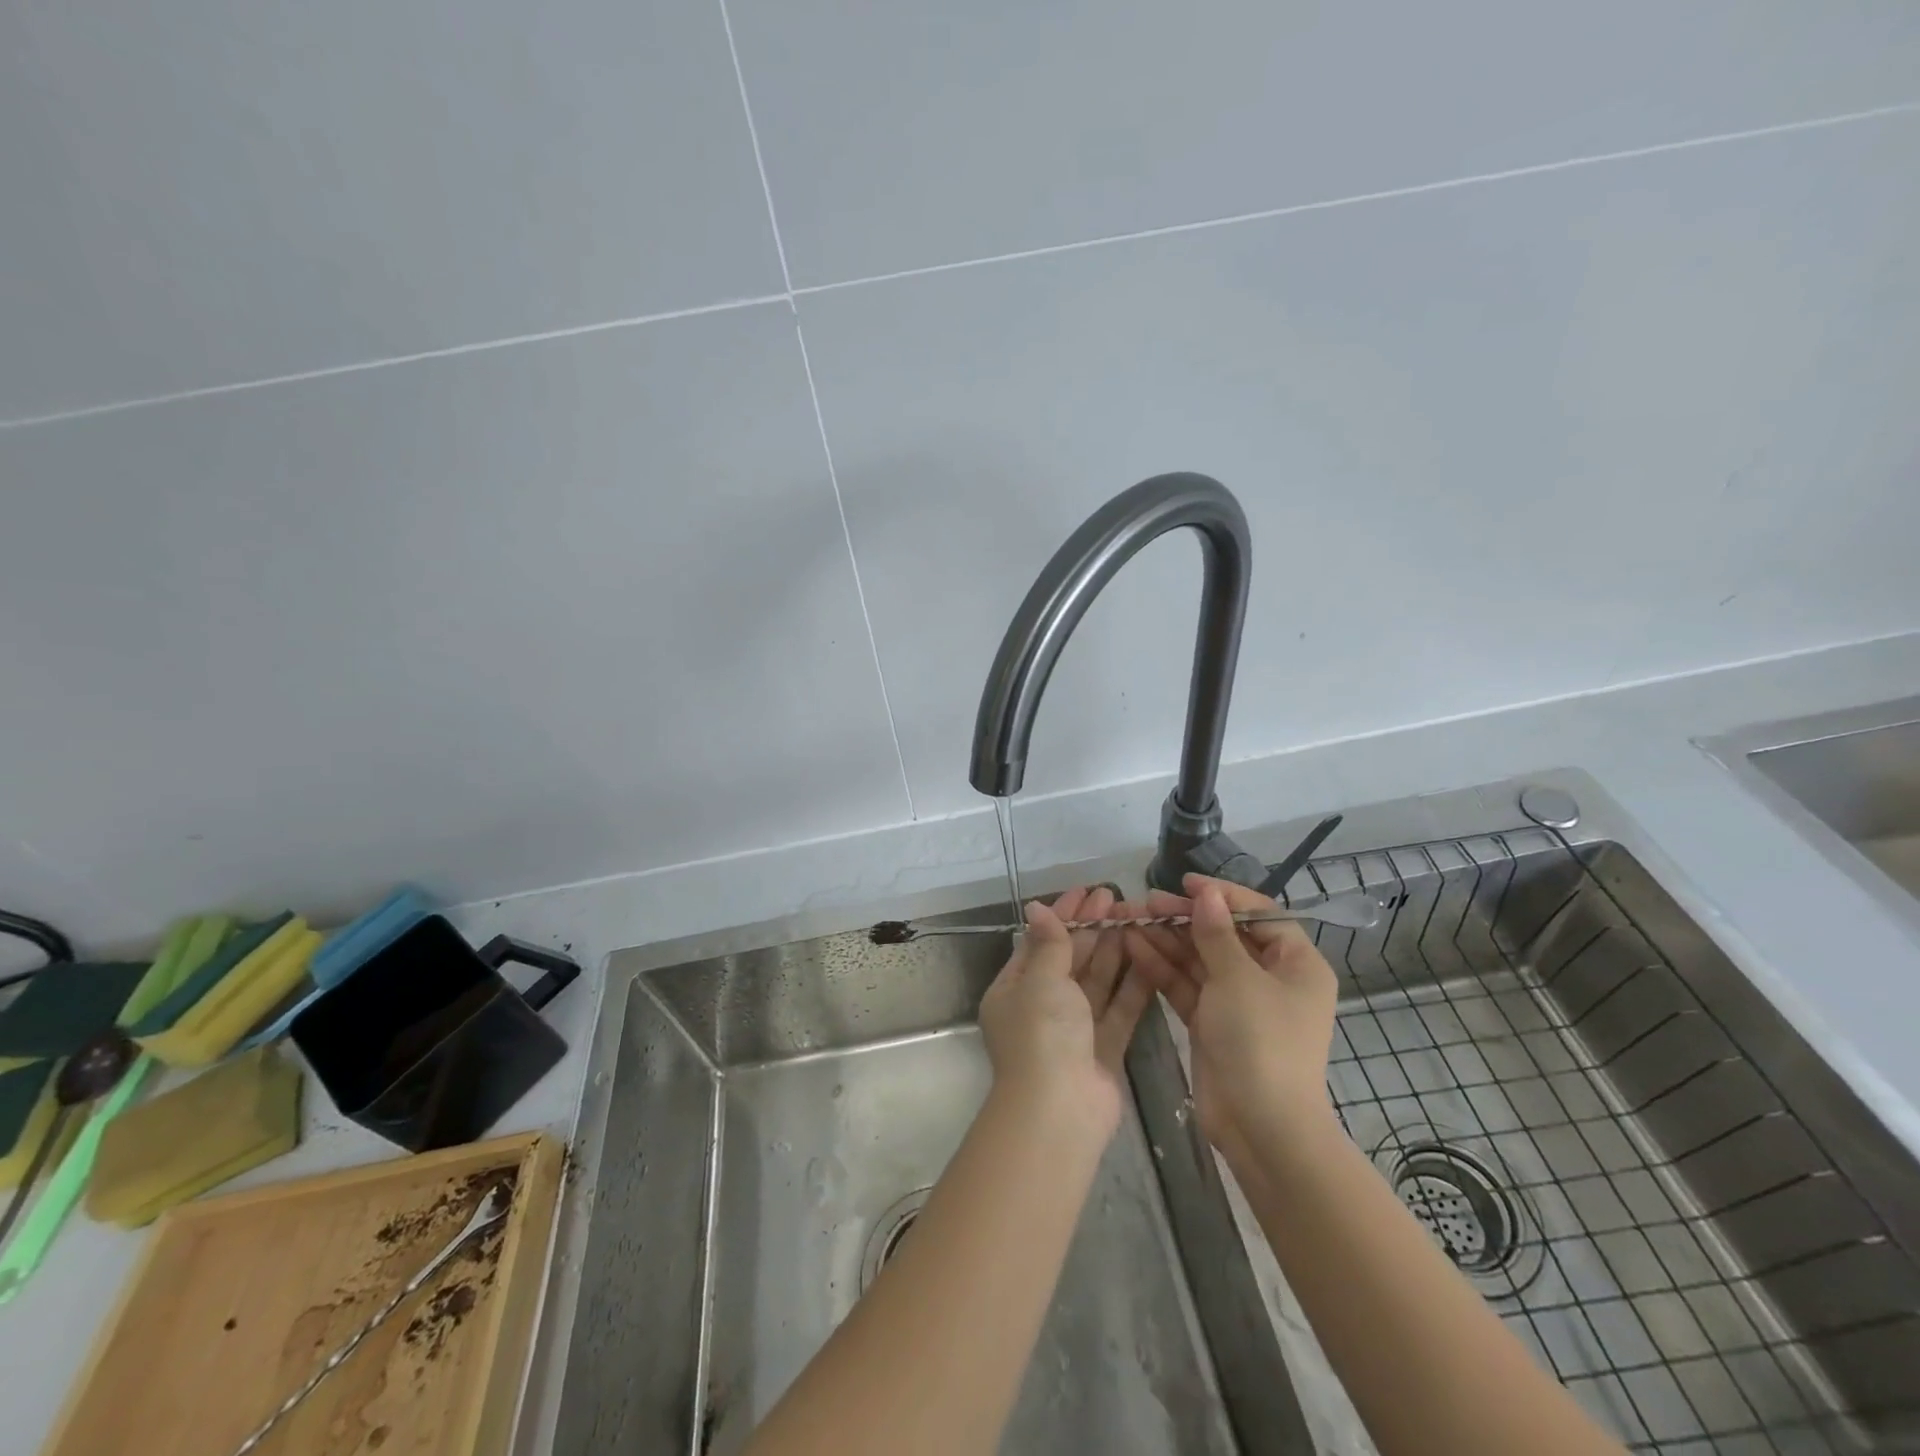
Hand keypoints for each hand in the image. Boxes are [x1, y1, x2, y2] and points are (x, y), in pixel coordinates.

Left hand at [978, 886, 1154, 1132]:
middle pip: (1070, 959)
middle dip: (1092, 930)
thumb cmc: (1041, 1035)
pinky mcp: (1104, 1049)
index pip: (1040, 942)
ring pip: (1096, 982)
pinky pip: (1119, 1009)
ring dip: (1114, 951)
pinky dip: (1132, 985)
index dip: (1063, 916)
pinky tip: (1150, 958)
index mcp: (1014, 990)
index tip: (1087, 892)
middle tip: (1118, 899)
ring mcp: (1074, 1030)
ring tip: (1136, 919)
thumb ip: (1049, 944)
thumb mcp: (1040, 981)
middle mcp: (1042, 1007)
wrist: (1060, 1112)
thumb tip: (1037, 907)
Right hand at [1123, 874, 1339, 1171]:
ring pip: (1199, 960)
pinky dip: (1163, 968)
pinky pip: (1187, 985)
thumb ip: (1217, 933)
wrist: (1262, 1128)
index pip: (1258, 914)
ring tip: (1128, 919)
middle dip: (1183, 919)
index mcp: (1295, 964)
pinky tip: (1133, 947)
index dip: (1222, 896)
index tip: (1185, 883)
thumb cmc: (1262, 1042)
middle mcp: (1269, 979)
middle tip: (1144, 902)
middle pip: (1223, 936)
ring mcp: (1239, 1003)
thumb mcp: (1239, 979)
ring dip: (1166, 940)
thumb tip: (1207, 893)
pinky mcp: (1212, 1024)